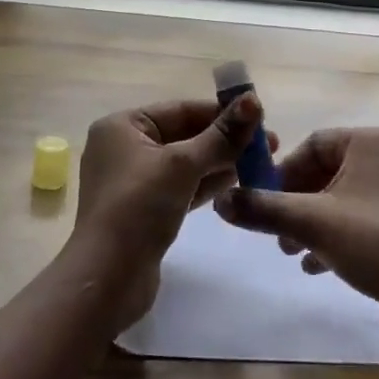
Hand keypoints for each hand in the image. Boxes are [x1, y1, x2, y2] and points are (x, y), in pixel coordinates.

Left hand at [69, 95, 267, 323]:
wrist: (108, 278)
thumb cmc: (139, 208)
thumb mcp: (183, 165)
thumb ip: (221, 135)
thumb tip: (253, 100)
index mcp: (122, 126)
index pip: (181, 109)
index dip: (222, 113)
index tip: (262, 118)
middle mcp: (124, 147)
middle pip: (184, 134)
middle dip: (224, 139)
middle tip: (270, 146)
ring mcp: (133, 181)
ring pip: (185, 162)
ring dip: (220, 162)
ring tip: (260, 165)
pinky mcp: (144, 209)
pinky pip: (181, 186)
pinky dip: (206, 184)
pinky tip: (236, 184)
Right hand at [214, 127, 378, 319]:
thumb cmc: (374, 243)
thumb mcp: (310, 224)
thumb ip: (262, 209)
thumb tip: (221, 202)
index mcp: (372, 142)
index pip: (313, 144)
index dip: (282, 172)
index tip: (261, 201)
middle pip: (329, 169)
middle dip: (296, 201)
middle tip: (274, 231)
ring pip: (347, 195)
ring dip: (314, 220)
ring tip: (291, 251)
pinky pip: (367, 215)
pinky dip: (340, 232)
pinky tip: (319, 264)